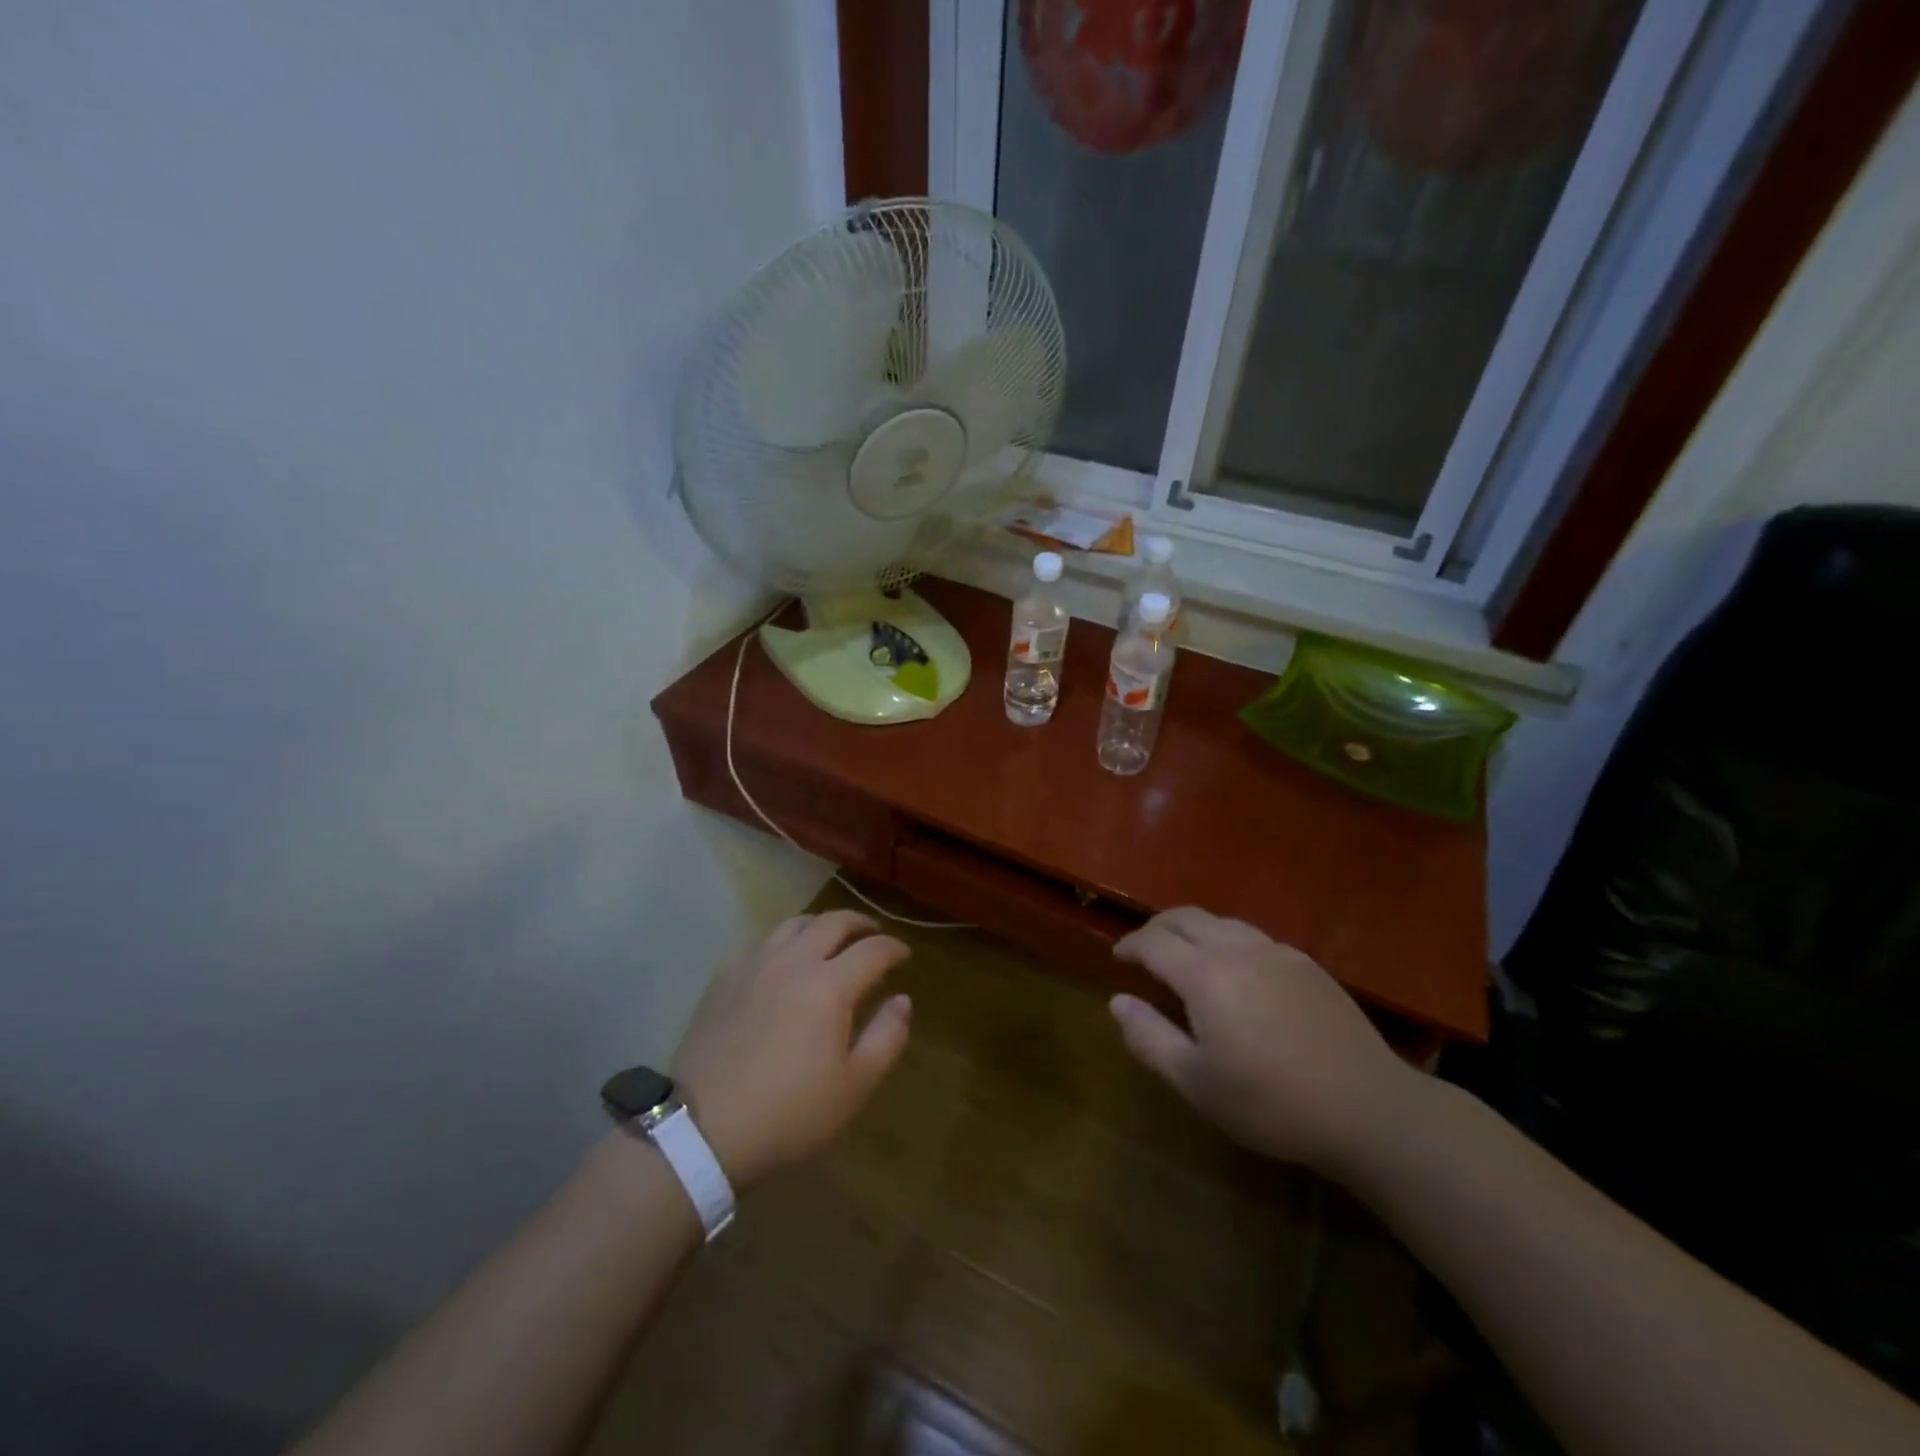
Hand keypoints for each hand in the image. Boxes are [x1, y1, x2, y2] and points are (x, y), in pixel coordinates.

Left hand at [670, 910, 912, 1190]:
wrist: (703, 1129)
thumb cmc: (788, 1113)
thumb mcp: (853, 1087)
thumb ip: (887, 1037)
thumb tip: (902, 1000)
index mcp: (830, 985)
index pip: (873, 950)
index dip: (894, 948)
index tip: (905, 955)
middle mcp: (794, 961)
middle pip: (833, 922)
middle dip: (860, 923)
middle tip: (873, 934)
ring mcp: (754, 965)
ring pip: (794, 924)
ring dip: (821, 925)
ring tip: (830, 940)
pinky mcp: (724, 977)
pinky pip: (761, 943)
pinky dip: (783, 943)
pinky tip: (783, 962)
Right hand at [1110, 907, 1420, 1176]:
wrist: (1368, 1109)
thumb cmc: (1271, 1103)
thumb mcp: (1197, 1083)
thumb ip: (1149, 1039)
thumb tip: (1117, 1002)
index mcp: (1205, 975)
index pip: (1154, 942)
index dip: (1130, 945)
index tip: (1118, 956)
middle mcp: (1238, 950)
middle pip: (1186, 917)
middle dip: (1157, 927)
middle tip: (1143, 947)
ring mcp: (1277, 953)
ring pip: (1221, 922)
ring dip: (1192, 930)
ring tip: (1184, 955)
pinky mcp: (1307, 965)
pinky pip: (1253, 937)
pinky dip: (1226, 941)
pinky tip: (1235, 971)